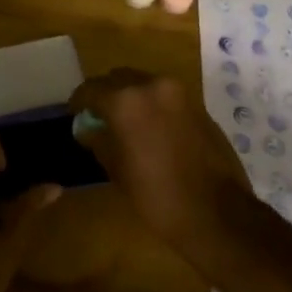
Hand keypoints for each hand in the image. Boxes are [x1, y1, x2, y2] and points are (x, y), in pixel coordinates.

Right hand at [70, 69, 249, 258]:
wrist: (217, 212)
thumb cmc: (157, 196)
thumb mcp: (117, 170)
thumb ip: (99, 140)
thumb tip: (88, 128)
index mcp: (126, 100)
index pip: (92, 89)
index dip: (79, 101)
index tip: (75, 114)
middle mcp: (152, 85)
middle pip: (119, 78)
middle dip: (106, 94)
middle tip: (98, 117)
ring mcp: (179, 92)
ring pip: (143, 83)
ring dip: (130, 97)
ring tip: (124, 123)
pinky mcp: (197, 104)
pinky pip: (164, 95)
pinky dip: (152, 104)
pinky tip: (149, 129)